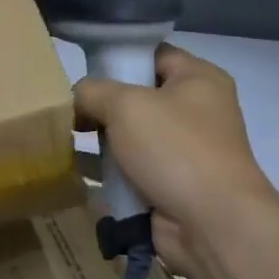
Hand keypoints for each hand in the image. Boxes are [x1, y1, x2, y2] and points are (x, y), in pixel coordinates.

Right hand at [75, 45, 278, 278]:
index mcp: (199, 79)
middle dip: (101, 104)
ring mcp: (185, 149)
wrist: (212, 224)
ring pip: (131, 134)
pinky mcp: (171, 183)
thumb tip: (78, 100)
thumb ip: (92, 91)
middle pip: (137, 95)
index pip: (152, 54)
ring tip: (66, 140)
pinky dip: (107, 170)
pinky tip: (78, 170)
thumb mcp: (124, 104)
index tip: (81, 71)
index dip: (117, 58)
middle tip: (69, 111)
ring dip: (101, 140)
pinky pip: (131, 168)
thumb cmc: (174, 149)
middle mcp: (196, 110)